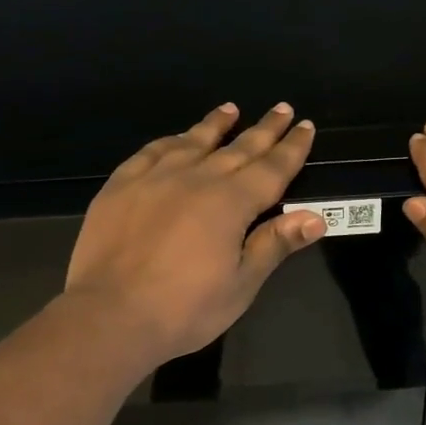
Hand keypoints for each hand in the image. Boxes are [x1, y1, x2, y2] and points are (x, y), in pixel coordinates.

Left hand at [65, 102, 325, 366]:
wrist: (109, 316)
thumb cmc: (184, 309)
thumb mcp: (241, 284)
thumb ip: (275, 244)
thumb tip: (316, 216)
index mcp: (231, 203)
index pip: (272, 168)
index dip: (292, 148)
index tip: (306, 126)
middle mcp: (197, 178)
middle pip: (239, 148)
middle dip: (264, 129)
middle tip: (282, 108)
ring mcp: (156, 177)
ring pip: (194, 141)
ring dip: (216, 124)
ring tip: (231, 109)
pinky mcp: (122, 185)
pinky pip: (152, 151)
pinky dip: (171, 141)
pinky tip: (177, 138)